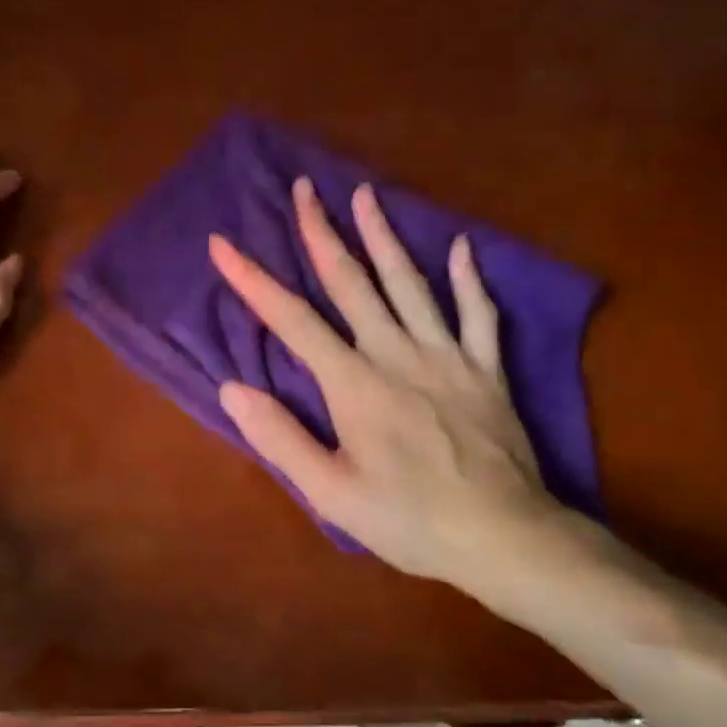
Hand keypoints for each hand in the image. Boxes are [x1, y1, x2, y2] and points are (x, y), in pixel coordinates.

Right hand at [209, 178, 597, 612]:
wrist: (503, 537)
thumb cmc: (409, 520)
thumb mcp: (331, 493)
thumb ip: (280, 438)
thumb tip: (231, 389)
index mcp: (355, 384)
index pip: (293, 320)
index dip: (253, 280)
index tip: (224, 244)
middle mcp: (398, 354)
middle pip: (353, 283)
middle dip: (323, 233)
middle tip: (305, 189)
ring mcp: (448, 357)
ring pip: (411, 284)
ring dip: (385, 237)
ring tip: (367, 194)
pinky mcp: (487, 370)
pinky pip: (479, 314)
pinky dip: (469, 279)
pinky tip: (462, 248)